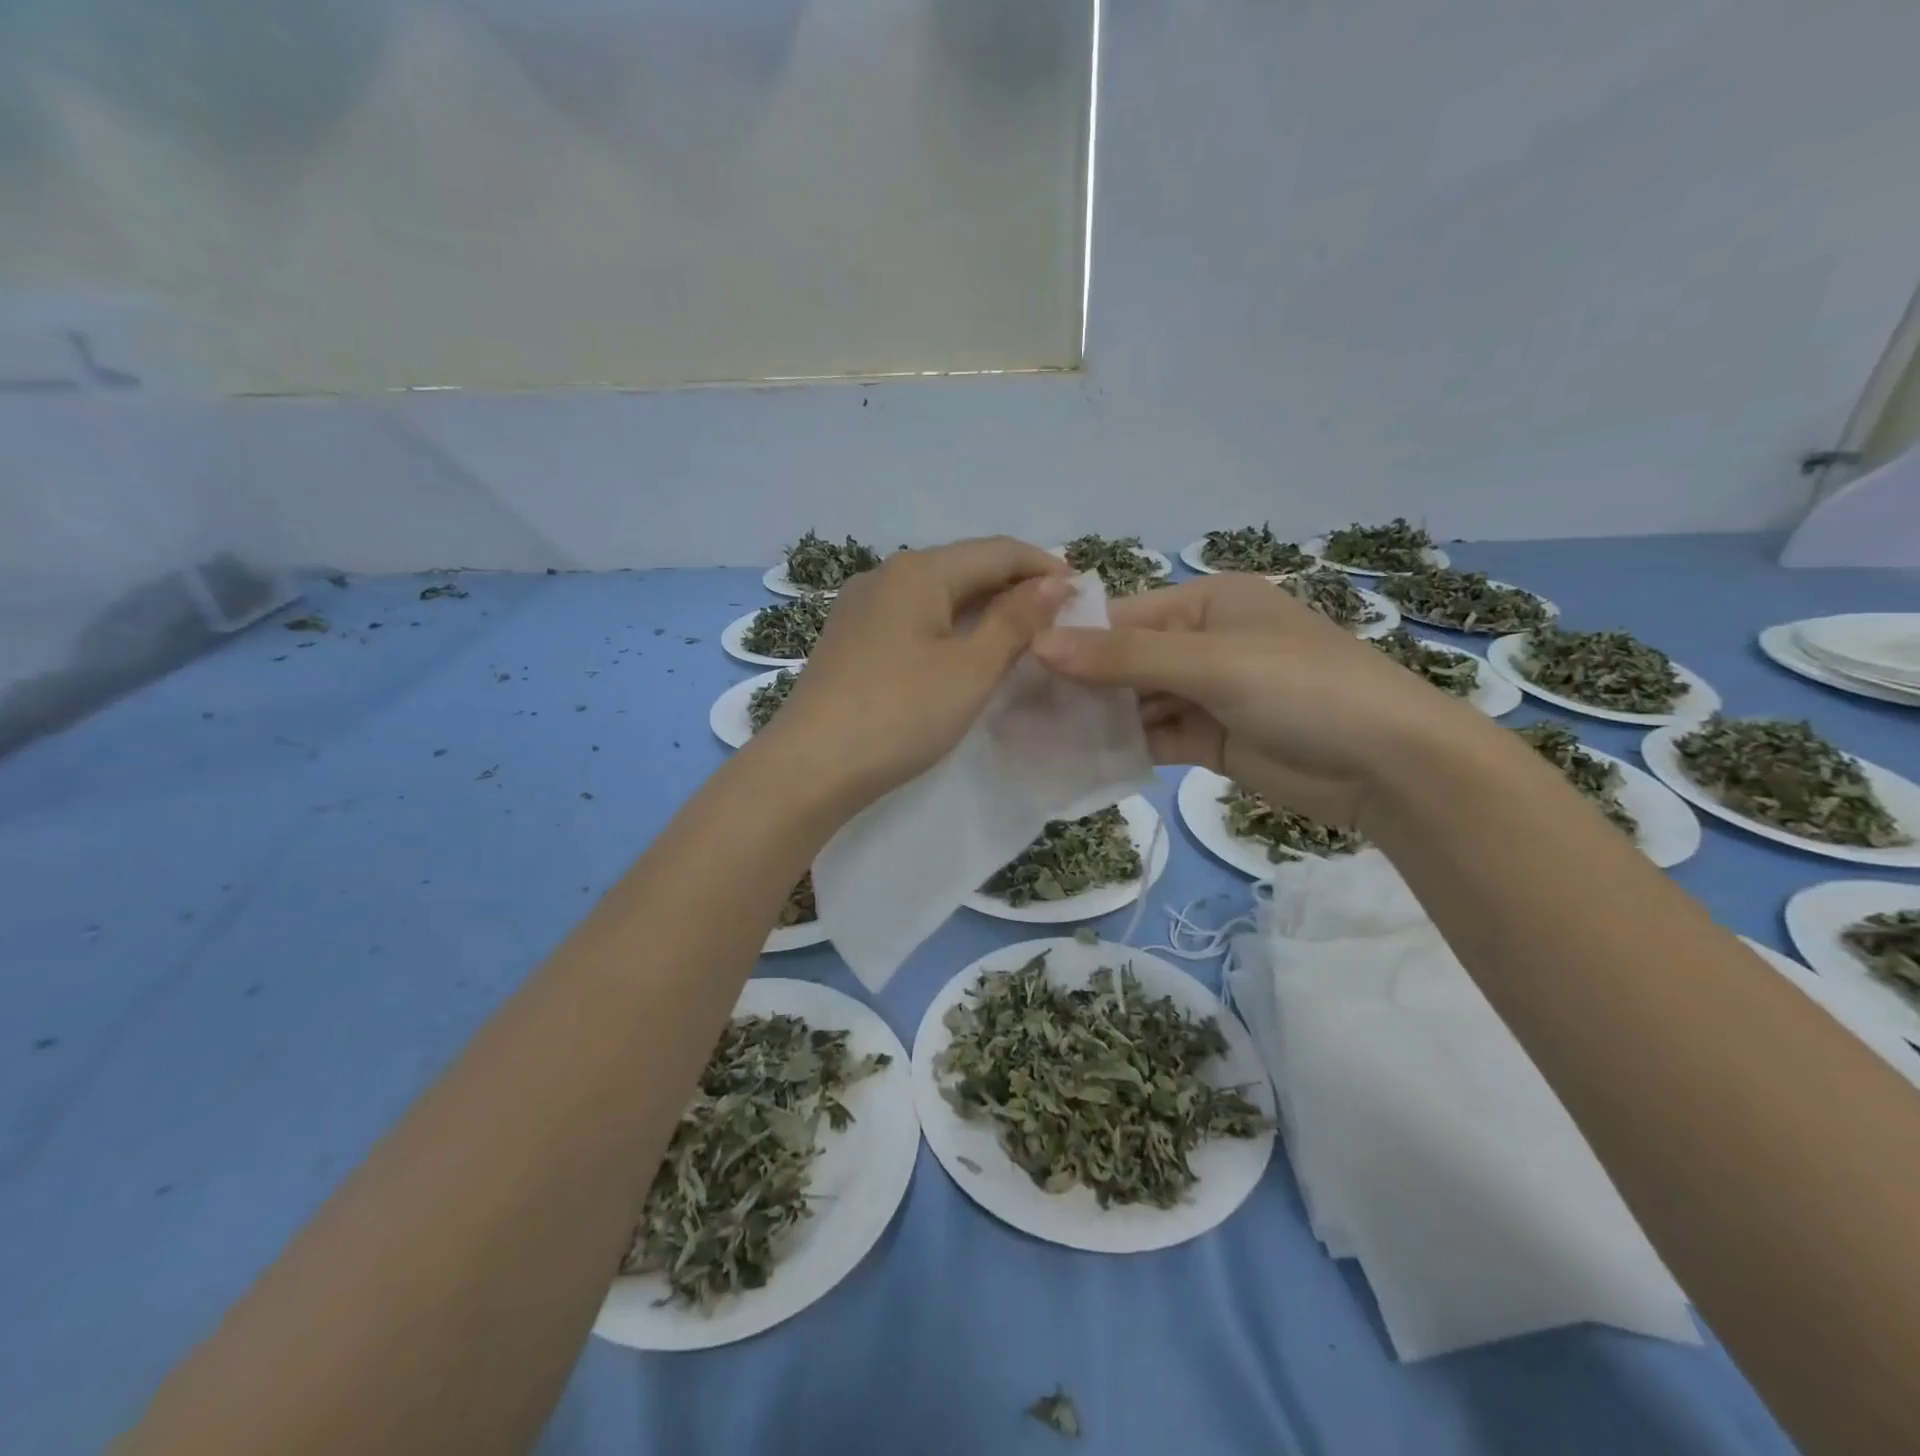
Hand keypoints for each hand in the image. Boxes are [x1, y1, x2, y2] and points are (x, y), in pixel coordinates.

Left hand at [761, 537, 1072, 812]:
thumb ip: (1016, 621)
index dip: (1044, 568)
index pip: (997, 551)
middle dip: (1014, 587)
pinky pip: (912, 618)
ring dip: (981, 609)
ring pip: (937, 594)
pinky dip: (948, 628)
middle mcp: (885, 575)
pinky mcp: (850, 639)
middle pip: (964, 567)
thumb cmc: (900, 714)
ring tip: (1020, 636)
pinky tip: (963, 652)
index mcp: (918, 571)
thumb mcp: (970, 669)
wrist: (810, 767)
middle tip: (1058, 619)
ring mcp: (861, 607)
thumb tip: (1055, 583)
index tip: (1084, 593)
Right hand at [1031, 573, 1478, 825]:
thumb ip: (1125, 657)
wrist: (1388, 766)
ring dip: (1095, 717)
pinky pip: (1154, 736)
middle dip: (1078, 683)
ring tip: (1033, 735)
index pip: (1123, 616)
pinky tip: (1077, 758)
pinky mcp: (1210, 739)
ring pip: (1135, 701)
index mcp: (1208, 602)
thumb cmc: (1303, 689)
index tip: (1015, 664)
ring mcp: (1206, 693)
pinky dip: (1121, 746)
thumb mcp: (1212, 663)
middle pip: (1124, 660)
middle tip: (1015, 706)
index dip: (1072, 639)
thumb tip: (1039, 644)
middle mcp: (1203, 641)